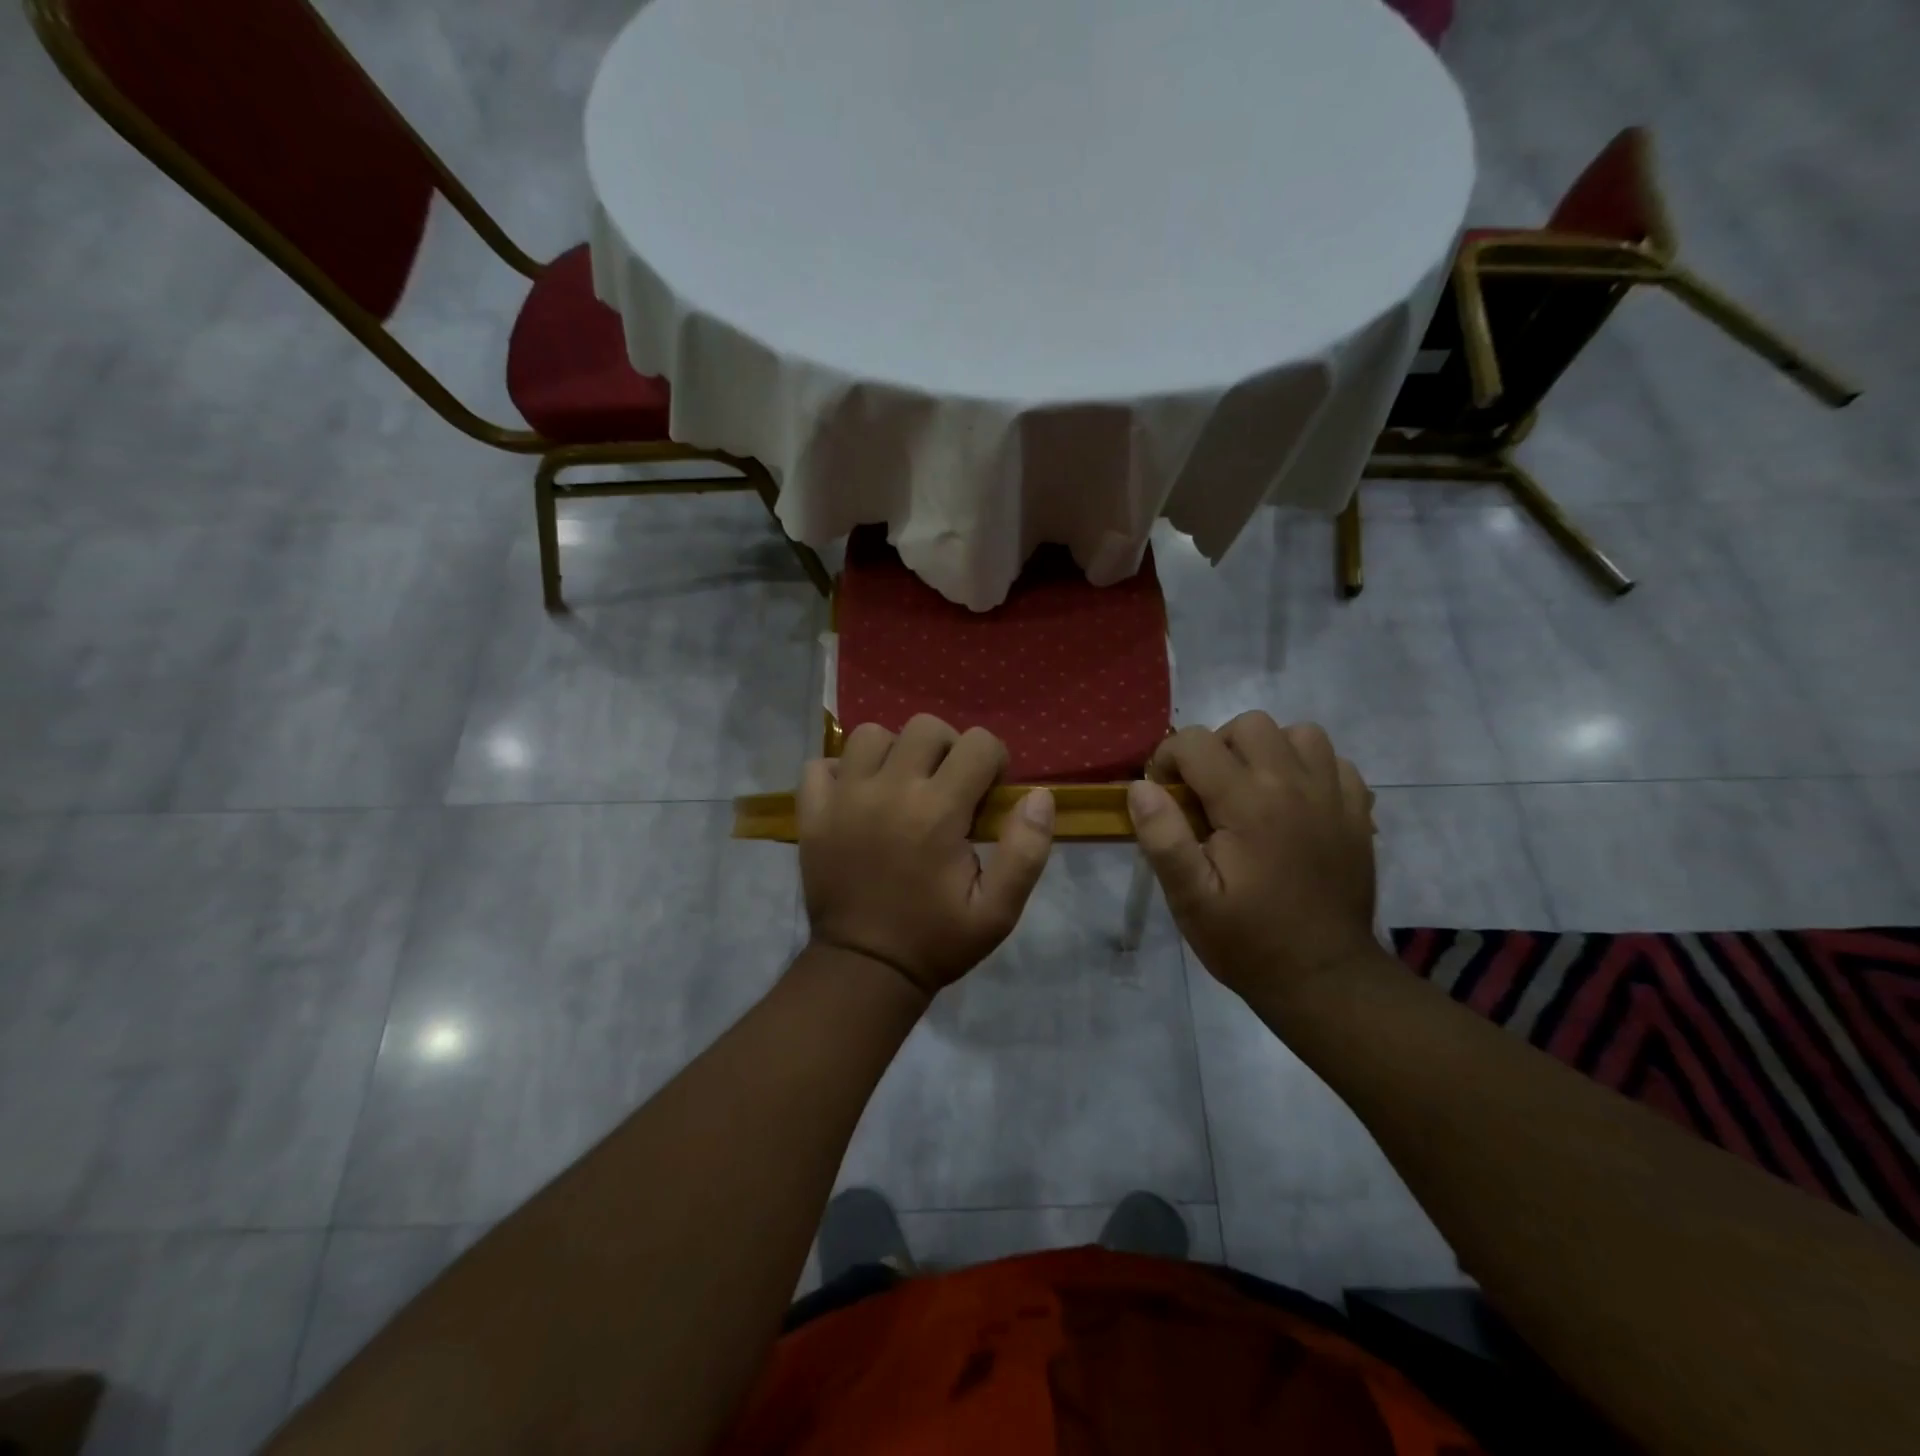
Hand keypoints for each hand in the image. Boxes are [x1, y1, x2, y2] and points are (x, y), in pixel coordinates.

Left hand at [799, 716, 1055, 998]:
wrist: (865, 969)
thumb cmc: (937, 940)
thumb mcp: (998, 911)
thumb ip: (1026, 852)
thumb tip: (1039, 796)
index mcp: (938, 811)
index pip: (979, 743)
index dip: (994, 762)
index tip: (988, 794)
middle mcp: (889, 790)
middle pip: (925, 727)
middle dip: (948, 748)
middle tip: (948, 787)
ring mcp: (844, 798)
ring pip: (870, 735)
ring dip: (893, 752)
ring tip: (901, 786)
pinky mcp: (812, 812)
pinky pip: (820, 765)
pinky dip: (839, 772)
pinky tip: (857, 797)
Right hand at [1127, 713, 1378, 1004]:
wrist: (1325, 978)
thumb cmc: (1248, 941)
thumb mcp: (1190, 899)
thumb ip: (1163, 838)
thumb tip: (1141, 787)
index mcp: (1248, 804)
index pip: (1196, 742)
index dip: (1167, 758)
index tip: (1163, 793)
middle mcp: (1294, 785)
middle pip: (1250, 725)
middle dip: (1216, 747)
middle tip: (1206, 792)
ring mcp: (1333, 796)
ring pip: (1299, 733)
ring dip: (1268, 751)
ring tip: (1252, 790)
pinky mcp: (1357, 812)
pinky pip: (1334, 761)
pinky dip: (1309, 768)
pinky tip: (1293, 804)